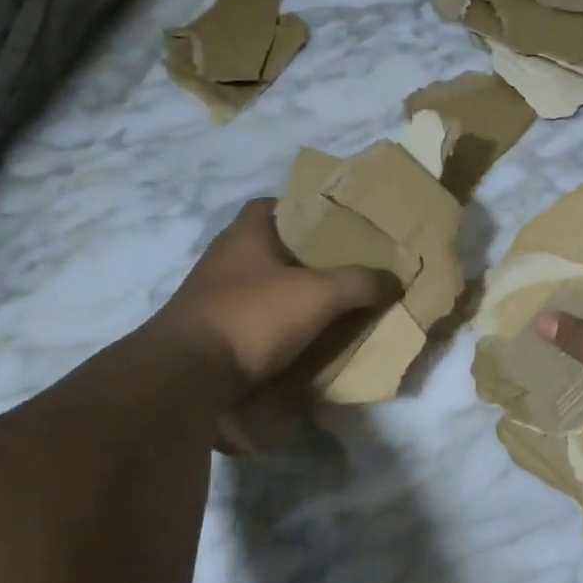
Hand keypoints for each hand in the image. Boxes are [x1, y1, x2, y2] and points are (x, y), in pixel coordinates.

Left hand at [148, 199, 387, 396]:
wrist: (187, 377)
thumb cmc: (253, 316)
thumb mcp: (319, 294)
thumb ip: (360, 282)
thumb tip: (394, 279)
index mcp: (245, 234)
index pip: (273, 204)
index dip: (304, 210)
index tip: (336, 226)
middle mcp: (225, 260)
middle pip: (272, 248)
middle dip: (305, 259)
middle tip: (345, 270)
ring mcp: (213, 298)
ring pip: (263, 287)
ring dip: (292, 297)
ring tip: (331, 308)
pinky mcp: (211, 334)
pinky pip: (253, 322)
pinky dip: (277, 328)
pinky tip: (303, 341)